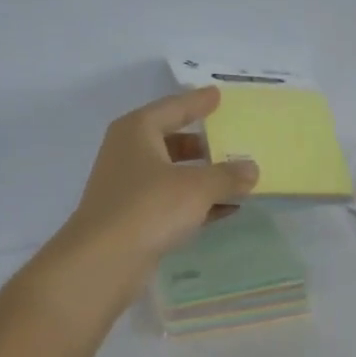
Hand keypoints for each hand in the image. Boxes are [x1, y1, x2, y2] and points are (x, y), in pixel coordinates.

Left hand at [56, 88, 259, 291]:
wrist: (104, 261)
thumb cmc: (149, 208)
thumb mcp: (196, 187)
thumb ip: (228, 176)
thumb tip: (251, 169)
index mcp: (137, 131)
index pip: (173, 108)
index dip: (197, 102)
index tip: (218, 95)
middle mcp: (129, 154)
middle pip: (172, 141)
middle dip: (203, 144)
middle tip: (233, 140)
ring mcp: (129, 189)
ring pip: (173, 175)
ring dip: (204, 178)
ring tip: (238, 178)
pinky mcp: (134, 220)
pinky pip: (172, 203)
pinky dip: (197, 203)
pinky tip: (226, 210)